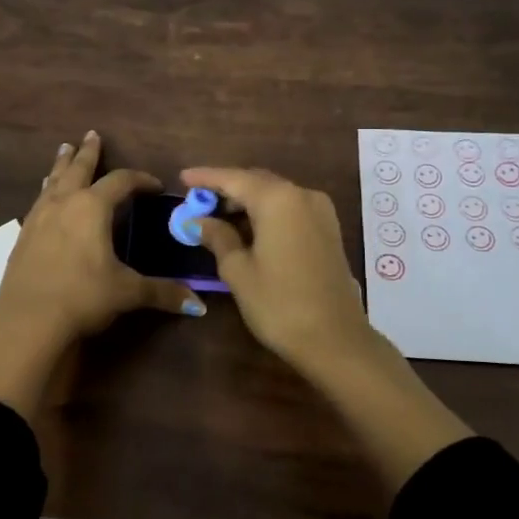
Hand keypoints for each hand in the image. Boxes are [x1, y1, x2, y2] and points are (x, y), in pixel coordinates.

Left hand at [0, 132, 201, 415]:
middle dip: (87, 153)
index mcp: (92, 208)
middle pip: (77, 169)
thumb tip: (198, 305)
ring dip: (61, 166)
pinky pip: (38, 202)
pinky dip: (46, 191)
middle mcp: (64, 204)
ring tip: (64, 152)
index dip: (140, 180)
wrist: (27, 320)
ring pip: (53, 182)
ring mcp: (38, 218)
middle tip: (91, 135)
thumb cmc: (83, 297)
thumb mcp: (127, 293)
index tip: (154, 185)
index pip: (121, 182)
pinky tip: (45, 197)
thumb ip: (162, 293)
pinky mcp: (23, 236)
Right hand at [178, 165, 375, 372]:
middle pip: (257, 182)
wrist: (336, 340)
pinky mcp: (329, 230)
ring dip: (247, 202)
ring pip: (275, 195)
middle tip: (198, 201)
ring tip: (218, 217)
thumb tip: (199, 221)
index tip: (182, 178)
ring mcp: (320, 212)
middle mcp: (302, 195)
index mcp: (278, 199)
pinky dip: (267, 213)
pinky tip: (248, 230)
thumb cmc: (279, 304)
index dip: (206, 177)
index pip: (234, 178)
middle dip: (227, 189)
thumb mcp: (238, 271)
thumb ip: (218, 237)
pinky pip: (290, 210)